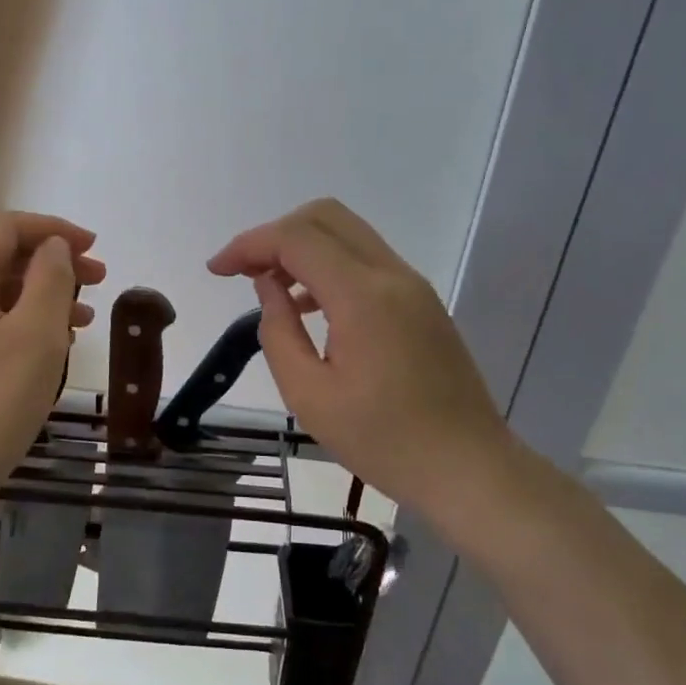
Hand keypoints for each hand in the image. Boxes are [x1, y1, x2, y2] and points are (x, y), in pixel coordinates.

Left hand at [0, 212, 104, 504]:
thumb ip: (51, 280)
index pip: (5, 229)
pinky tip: (52, 346)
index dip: (53, 230)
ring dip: (41, 296)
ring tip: (85, 319)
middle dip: (52, 264)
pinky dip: (22, 323)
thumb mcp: (36, 335)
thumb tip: (54, 248)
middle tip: (98, 281)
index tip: (94, 247)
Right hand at [208, 199, 508, 516]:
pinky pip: (365, 260)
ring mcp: (412, 285)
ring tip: (269, 288)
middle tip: (243, 272)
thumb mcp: (309, 395)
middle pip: (324, 217)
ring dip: (302, 247)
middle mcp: (392, 275)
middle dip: (274, 234)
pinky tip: (308, 306)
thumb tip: (268, 286)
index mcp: (363, 296)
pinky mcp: (421, 301)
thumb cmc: (383, 441)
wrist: (468, 467)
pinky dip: (328, 265)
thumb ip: (278, 331)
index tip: (216, 270)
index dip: (249, 244)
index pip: (297, 238)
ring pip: (347, 233)